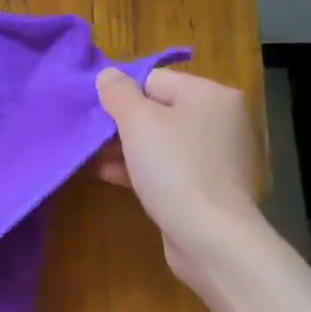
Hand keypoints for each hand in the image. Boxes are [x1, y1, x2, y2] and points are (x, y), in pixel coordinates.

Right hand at [95, 66, 260, 289]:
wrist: (210, 236)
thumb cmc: (175, 169)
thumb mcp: (138, 122)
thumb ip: (119, 94)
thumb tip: (107, 75)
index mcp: (212, 95)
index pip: (156, 80)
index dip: (121, 94)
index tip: (94, 114)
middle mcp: (220, 122)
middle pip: (159, 112)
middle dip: (121, 125)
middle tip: (89, 138)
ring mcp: (216, 158)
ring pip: (161, 144)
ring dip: (126, 150)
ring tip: (91, 159)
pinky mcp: (207, 190)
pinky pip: (168, 170)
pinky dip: (141, 171)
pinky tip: (109, 176)